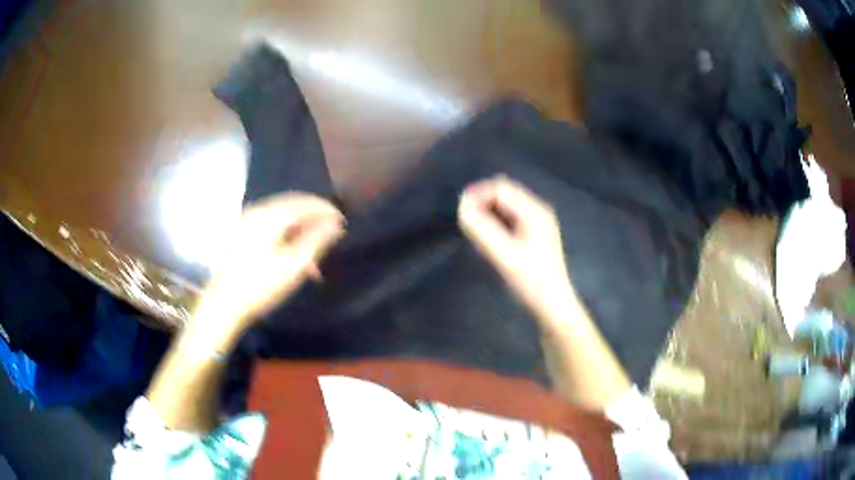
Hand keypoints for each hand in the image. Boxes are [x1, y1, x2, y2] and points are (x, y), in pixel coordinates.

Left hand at [191, 192, 344, 345]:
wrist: (224, 304)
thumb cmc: (261, 285)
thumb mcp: (294, 265)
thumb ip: (316, 241)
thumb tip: (335, 224)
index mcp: (269, 216)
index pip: (303, 203)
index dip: (325, 209)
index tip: (343, 221)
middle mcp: (257, 212)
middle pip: (292, 205)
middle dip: (313, 217)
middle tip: (331, 232)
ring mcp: (247, 222)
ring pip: (282, 216)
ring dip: (301, 228)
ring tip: (315, 250)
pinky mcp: (242, 234)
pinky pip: (271, 225)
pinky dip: (287, 234)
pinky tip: (294, 253)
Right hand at [458, 176, 574, 319]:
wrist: (553, 305)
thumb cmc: (531, 282)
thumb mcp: (505, 256)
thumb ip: (483, 230)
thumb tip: (462, 207)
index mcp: (534, 211)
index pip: (501, 188)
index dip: (478, 194)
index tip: (459, 210)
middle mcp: (537, 211)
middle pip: (504, 194)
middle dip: (482, 202)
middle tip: (466, 222)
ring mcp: (537, 222)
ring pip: (505, 206)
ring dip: (487, 213)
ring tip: (475, 232)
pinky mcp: (534, 235)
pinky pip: (510, 218)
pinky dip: (495, 222)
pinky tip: (488, 240)